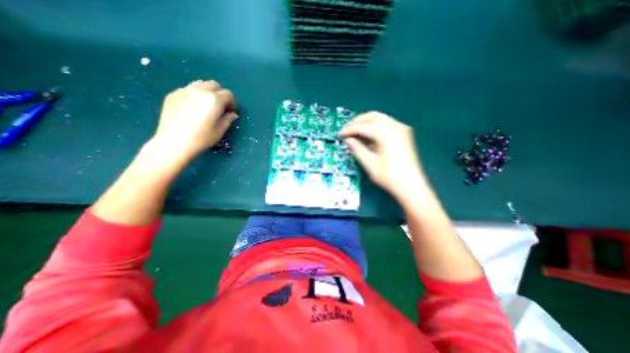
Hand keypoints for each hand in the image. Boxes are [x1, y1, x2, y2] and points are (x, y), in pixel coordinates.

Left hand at [151, 78, 237, 158]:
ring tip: (206, 105)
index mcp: (214, 100)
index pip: (228, 94)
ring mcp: (185, 90)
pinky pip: (189, 89)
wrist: (174, 142)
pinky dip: (195, 95)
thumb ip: (228, 119)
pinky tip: (193, 108)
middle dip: (220, 94)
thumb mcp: (220, 131)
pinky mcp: (174, 94)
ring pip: (201, 84)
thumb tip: (232, 114)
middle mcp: (200, 90)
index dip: (231, 103)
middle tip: (220, 107)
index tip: (230, 112)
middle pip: (214, 85)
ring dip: (207, 92)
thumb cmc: (201, 138)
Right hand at [340, 112, 428, 201]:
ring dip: (366, 122)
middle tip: (347, 130)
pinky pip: (386, 123)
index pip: (363, 126)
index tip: (340, 134)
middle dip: (357, 121)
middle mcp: (395, 126)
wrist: (411, 185)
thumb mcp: (369, 163)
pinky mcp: (404, 133)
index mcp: (386, 133)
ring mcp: (401, 128)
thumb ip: (357, 148)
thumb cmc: (389, 176)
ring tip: (355, 131)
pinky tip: (368, 135)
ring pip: (380, 117)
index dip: (349, 130)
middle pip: (372, 116)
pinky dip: (375, 126)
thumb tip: (348, 140)